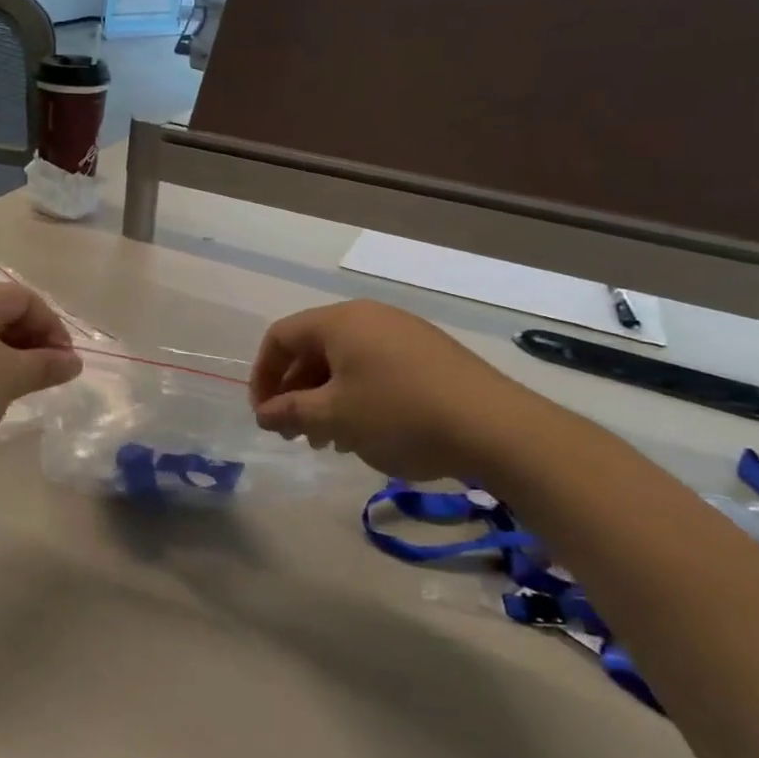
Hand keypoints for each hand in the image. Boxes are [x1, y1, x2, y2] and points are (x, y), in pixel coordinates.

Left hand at [0, 282, 81, 473]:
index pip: (26, 298)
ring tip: (20, 388)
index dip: (53, 327)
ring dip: (9, 356)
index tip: (66, 363)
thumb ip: (45, 366)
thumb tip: (73, 361)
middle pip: (3, 313)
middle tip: (48, 376)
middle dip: (33, 341)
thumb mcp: (9, 379)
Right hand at [248, 299, 544, 479]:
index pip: (280, 337)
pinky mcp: (429, 354)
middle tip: (293, 432)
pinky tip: (364, 431)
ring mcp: (403, 333)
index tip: (263, 414)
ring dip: (325, 398)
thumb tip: (264, 414)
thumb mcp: (334, 417)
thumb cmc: (399, 415)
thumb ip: (290, 412)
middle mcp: (369, 317)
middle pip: (312, 348)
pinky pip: (375, 368)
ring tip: (327, 439)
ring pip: (345, 361)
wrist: (496, 428)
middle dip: (295, 391)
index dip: (262, 375)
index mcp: (340, 321)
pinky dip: (357, 395)